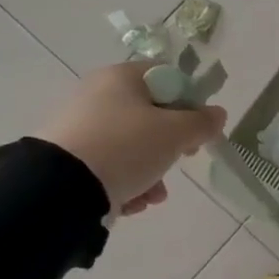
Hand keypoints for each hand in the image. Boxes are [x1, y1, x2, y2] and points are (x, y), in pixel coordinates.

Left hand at [34, 62, 226, 215]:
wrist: (60, 188)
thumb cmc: (126, 147)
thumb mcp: (175, 133)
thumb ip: (202, 122)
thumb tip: (217, 114)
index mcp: (121, 77)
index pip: (167, 77)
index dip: (189, 102)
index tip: (197, 129)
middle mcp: (97, 94)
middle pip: (150, 115)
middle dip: (170, 145)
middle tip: (181, 159)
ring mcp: (79, 126)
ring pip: (131, 145)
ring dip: (151, 171)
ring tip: (153, 195)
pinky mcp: (67, 157)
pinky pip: (108, 165)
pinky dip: (125, 182)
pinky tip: (131, 201)